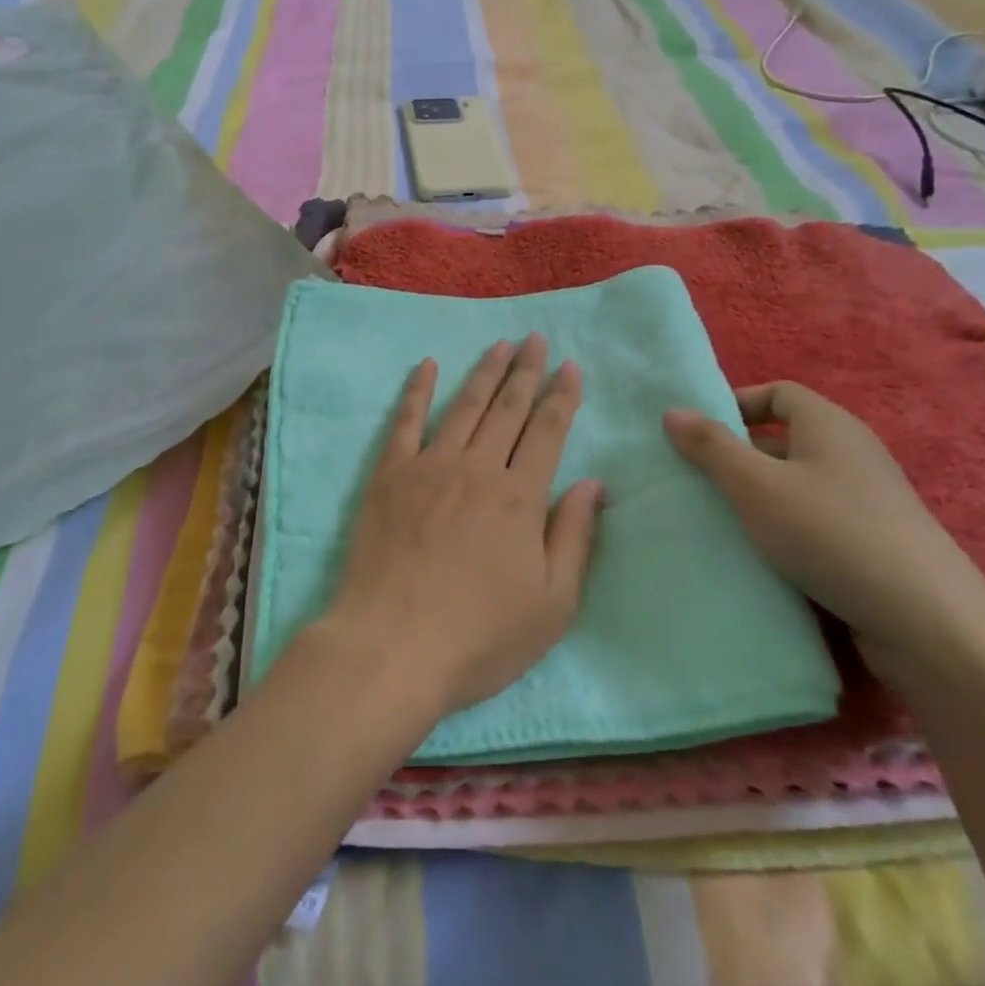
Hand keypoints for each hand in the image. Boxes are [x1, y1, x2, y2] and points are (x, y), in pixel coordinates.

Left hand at [321, 334, 602, 717]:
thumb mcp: (551, 604)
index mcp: (520, 497)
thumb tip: (594, 483)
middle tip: (536, 339)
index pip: (548, 432)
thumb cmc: (480, 636)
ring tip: (499, 344)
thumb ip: (575, 537)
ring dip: (485, 372)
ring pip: (464, 405)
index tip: (570, 367)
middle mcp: (478, 468)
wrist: (393, 646)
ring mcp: (430, 466)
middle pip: (508, 408)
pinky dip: (417, 389)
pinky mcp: (390, 474)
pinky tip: (427, 365)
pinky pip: (406, 421)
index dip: (562, 397)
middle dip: (526, 370)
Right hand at [664, 383, 984, 667]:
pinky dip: (787, 527)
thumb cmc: (831, 533)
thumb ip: (711, 447)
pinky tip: (764, 556)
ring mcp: (868, 499)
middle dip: (740, 455)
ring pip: (799, 483)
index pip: (777, 392)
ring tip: (721, 520)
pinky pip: (817, 518)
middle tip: (698, 480)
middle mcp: (852, 452)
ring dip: (761, 496)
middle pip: (785, 437)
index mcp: (828, 424)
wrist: (930, 624)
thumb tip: (673, 410)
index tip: (699, 434)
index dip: (736, 405)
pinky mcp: (876, 542)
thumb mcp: (756, 485)